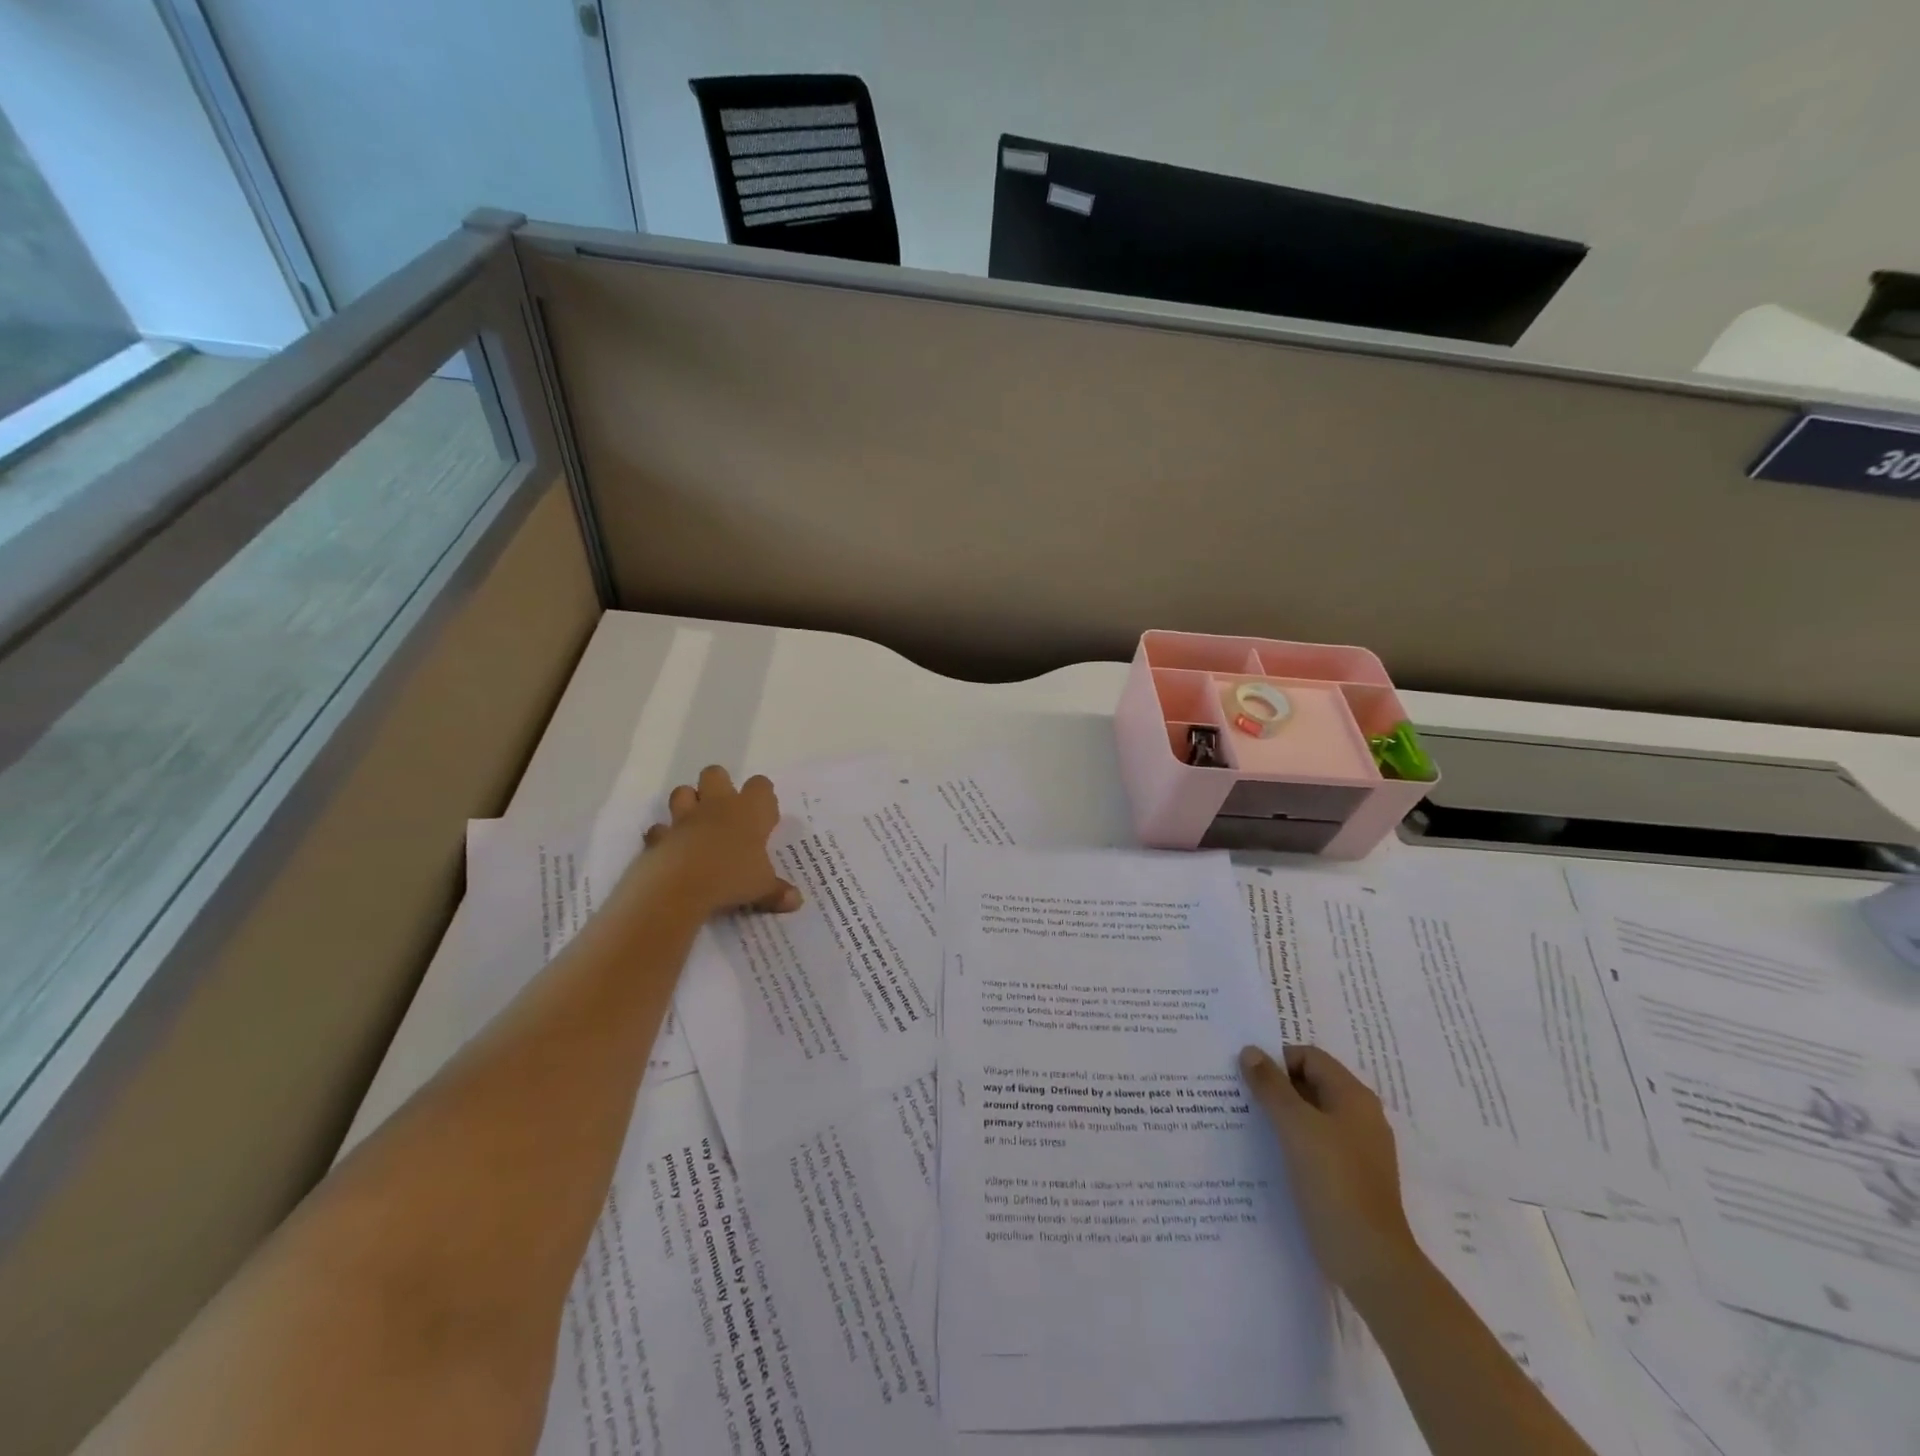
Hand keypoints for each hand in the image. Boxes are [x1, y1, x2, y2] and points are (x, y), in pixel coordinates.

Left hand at [640, 766, 802, 916]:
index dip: (763, 797)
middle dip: (719, 786)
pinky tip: (671, 848)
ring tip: (697, 824)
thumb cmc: (732, 877)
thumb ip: (778, 891)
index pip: (761, 786)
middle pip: (716, 774)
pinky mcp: (661, 835)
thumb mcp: (763, 888)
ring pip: (682, 792)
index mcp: (749, 811)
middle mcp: (718, 806)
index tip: (765, 818)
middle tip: (727, 813)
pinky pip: (660, 829)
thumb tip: (796, 901)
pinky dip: (664, 836)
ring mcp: (686, 818)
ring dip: (688, 803)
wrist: (681, 885)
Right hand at [1240, 1044, 1422, 1299]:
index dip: (1277, 1060)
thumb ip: (1271, 1086)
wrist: (1370, 1260)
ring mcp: (1358, 1149)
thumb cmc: (1334, 1181)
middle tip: (1241, 1095)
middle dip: (1277, 1086)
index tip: (1247, 1076)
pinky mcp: (1351, 1177)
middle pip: (1312, 1083)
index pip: (1310, 1057)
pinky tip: (1270, 1154)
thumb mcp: (1295, 1126)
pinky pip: (1317, 1143)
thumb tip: (1250, 1051)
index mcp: (1354, 1097)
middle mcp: (1361, 1116)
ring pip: (1312, 1115)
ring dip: (1282, 1114)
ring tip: (1249, 1122)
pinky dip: (1293, 1141)